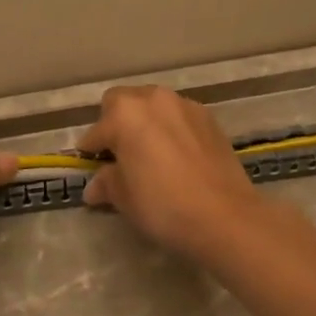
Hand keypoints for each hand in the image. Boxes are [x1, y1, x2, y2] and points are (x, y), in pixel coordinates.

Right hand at [78, 86, 266, 260]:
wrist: (225, 217)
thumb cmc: (162, 204)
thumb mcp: (123, 198)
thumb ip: (106, 183)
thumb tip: (94, 187)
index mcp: (124, 113)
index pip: (96, 131)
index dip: (90, 152)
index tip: (91, 169)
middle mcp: (154, 99)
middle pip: (123, 103)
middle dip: (116, 124)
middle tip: (119, 155)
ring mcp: (185, 106)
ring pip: (154, 107)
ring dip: (145, 124)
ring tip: (149, 155)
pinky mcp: (210, 119)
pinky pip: (179, 118)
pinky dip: (171, 130)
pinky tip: (175, 157)